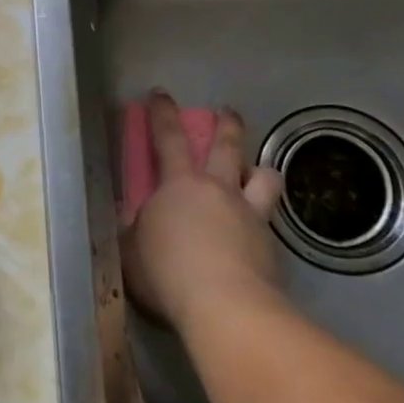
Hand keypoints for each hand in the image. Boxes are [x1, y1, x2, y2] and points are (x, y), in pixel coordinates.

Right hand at [123, 92, 285, 334]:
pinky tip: (256, 238)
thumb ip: (133, 232)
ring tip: (257, 172)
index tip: (161, 94)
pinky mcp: (272, 248)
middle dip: (227, 125)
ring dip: (260, 170)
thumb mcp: (131, 251)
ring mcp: (251, 217)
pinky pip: (269, 224)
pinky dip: (262, 223)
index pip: (168, 137)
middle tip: (228, 111)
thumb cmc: (166, 272)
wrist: (225, 308)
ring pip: (265, 179)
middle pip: (228, 146)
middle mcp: (219, 190)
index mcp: (179, 185)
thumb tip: (132, 225)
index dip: (163, 113)